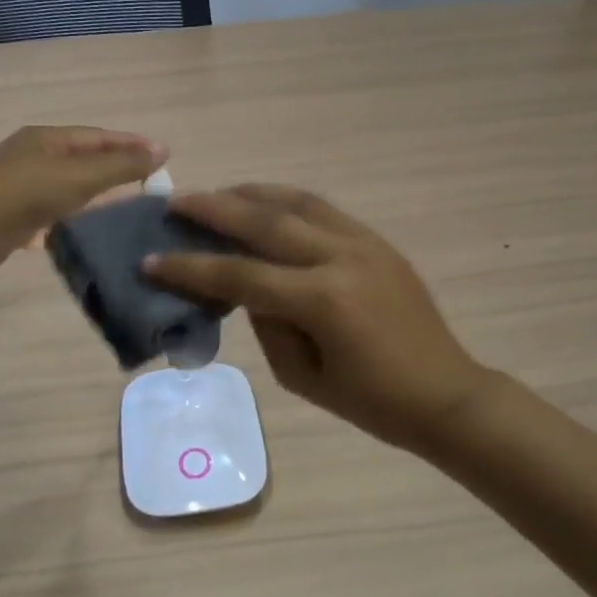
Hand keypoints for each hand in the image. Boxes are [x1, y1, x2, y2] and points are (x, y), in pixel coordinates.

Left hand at [0, 126, 165, 270]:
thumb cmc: (25, 192)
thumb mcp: (80, 176)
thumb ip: (122, 166)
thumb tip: (163, 150)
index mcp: (47, 139)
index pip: (99, 136)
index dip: (132, 144)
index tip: (164, 155)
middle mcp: (35, 157)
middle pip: (86, 160)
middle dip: (118, 169)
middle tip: (152, 183)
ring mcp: (24, 187)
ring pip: (72, 188)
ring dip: (100, 195)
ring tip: (132, 207)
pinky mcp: (17, 217)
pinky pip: (58, 212)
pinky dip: (79, 217)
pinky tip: (98, 229)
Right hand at [146, 185, 496, 452]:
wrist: (445, 393)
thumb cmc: (372, 402)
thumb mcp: (302, 377)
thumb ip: (267, 323)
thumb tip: (247, 285)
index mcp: (323, 300)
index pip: (242, 275)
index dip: (191, 268)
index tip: (150, 260)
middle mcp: (341, 257)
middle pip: (266, 222)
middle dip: (215, 209)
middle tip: (176, 202)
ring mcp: (363, 242)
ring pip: (297, 202)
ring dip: (251, 194)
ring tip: (217, 195)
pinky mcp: (376, 240)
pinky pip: (322, 210)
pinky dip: (286, 202)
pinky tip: (265, 205)